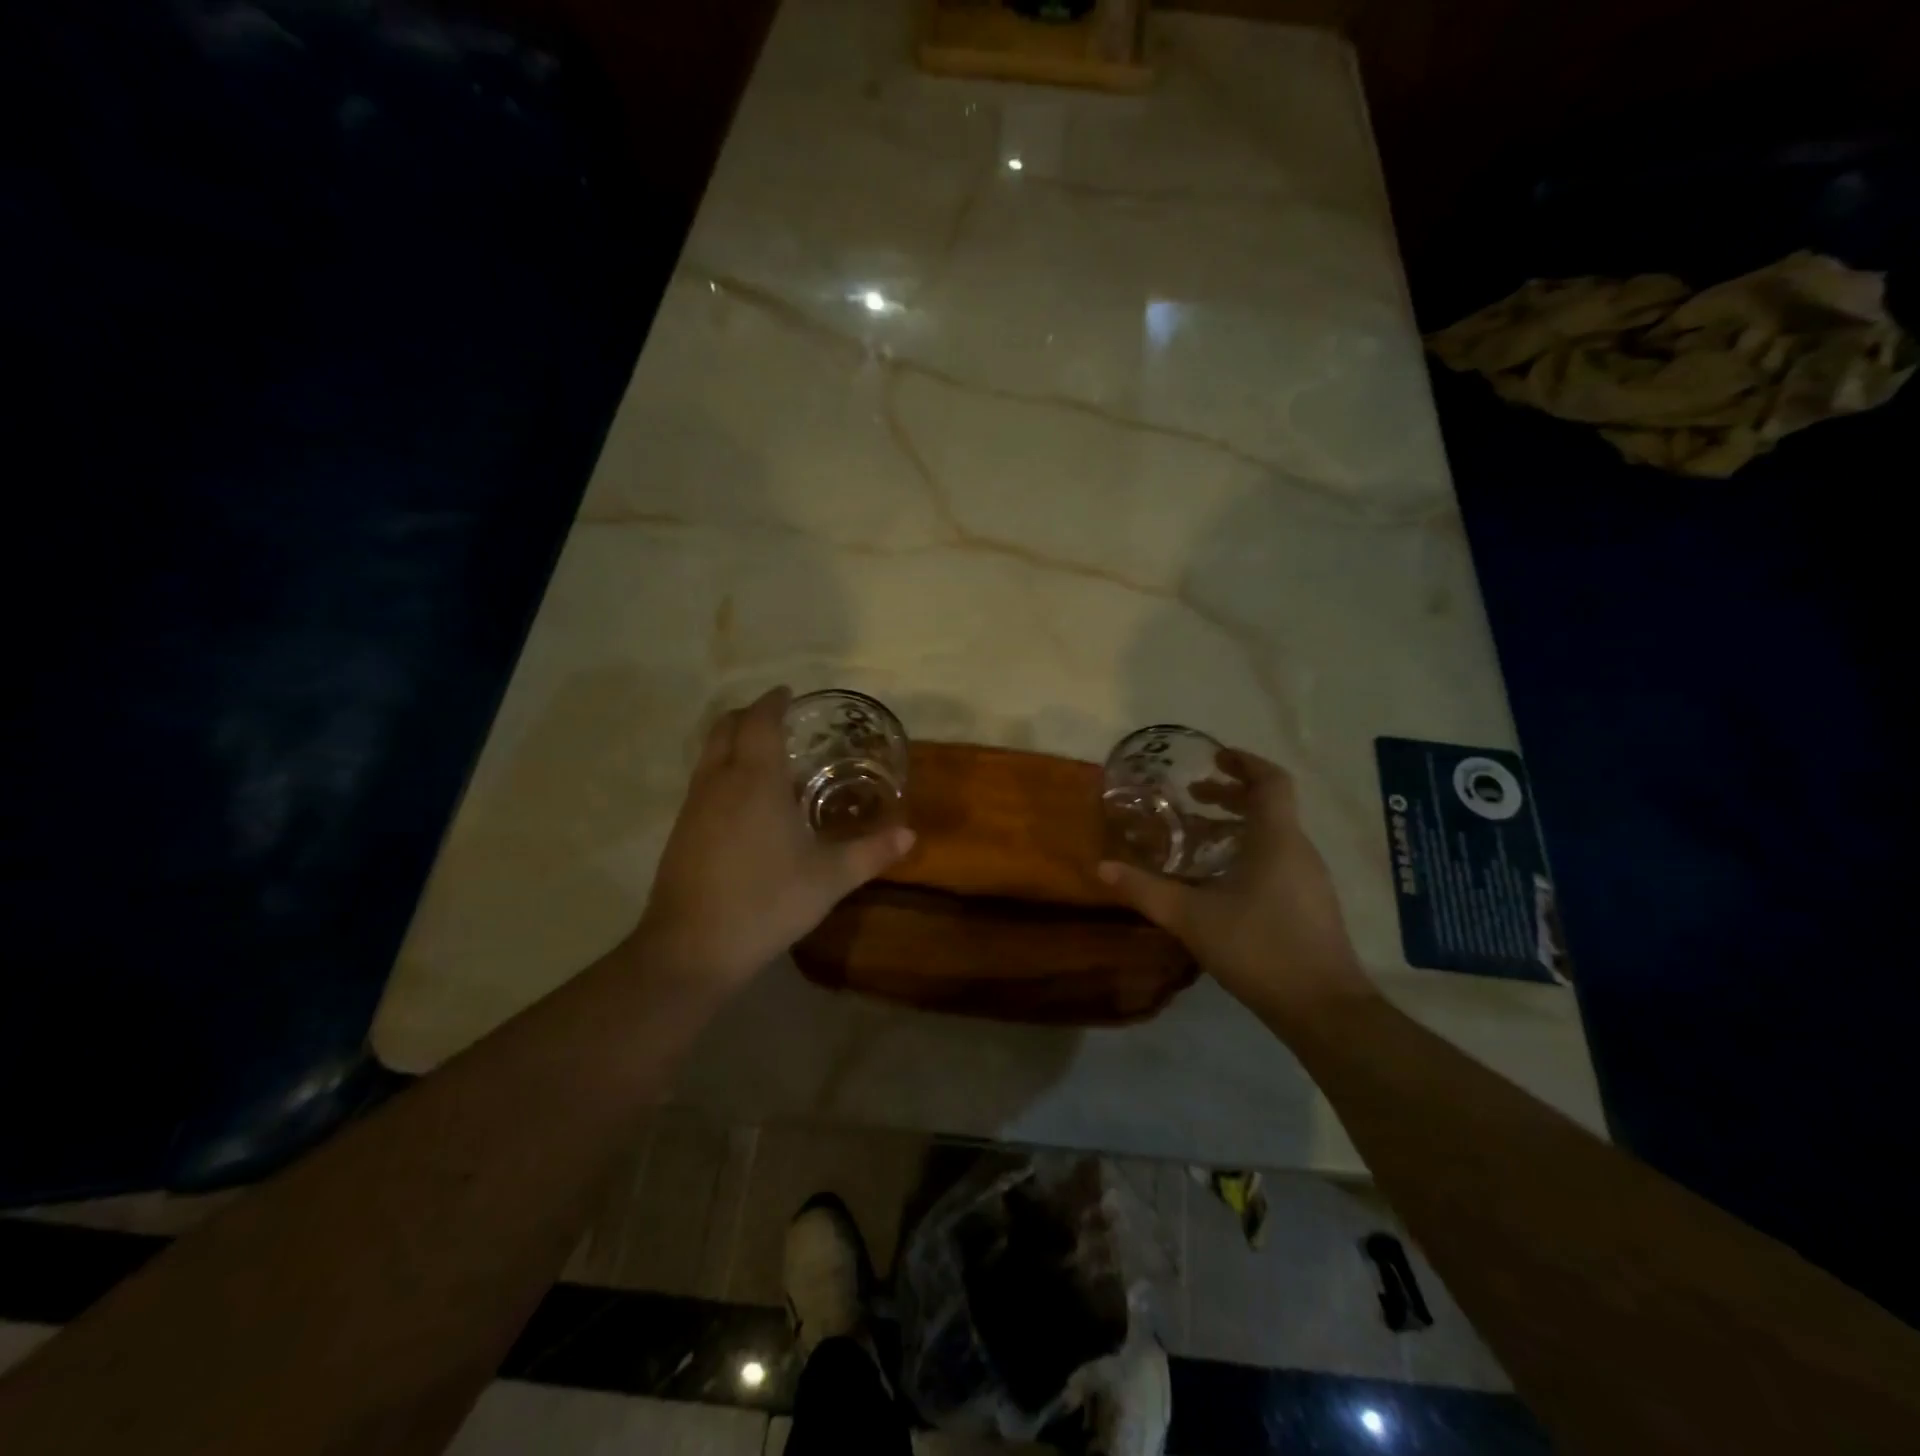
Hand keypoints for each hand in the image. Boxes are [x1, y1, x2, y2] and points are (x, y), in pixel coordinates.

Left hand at [635, 686, 913, 987]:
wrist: (691, 948)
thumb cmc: (766, 902)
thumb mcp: (828, 879)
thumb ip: (870, 853)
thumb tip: (909, 835)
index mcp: (755, 780)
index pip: (759, 721)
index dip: (773, 702)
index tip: (788, 694)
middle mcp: (719, 782)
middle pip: (726, 727)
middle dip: (750, 715)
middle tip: (778, 720)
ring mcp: (693, 806)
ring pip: (708, 754)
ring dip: (733, 742)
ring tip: (765, 757)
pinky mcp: (680, 831)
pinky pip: (702, 781)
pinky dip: (722, 770)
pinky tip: (744, 803)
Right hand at [1098, 749, 1375, 1026]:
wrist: (1322, 1008)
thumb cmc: (1258, 947)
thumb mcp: (1191, 917)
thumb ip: (1145, 890)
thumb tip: (1102, 867)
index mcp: (1275, 838)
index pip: (1270, 780)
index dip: (1244, 762)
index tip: (1215, 757)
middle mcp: (1298, 849)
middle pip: (1269, 806)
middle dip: (1231, 796)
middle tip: (1193, 799)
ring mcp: (1309, 878)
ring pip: (1274, 835)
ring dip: (1238, 827)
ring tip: (1198, 839)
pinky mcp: (1311, 904)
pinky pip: (1279, 859)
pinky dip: (1249, 853)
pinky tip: (1221, 882)